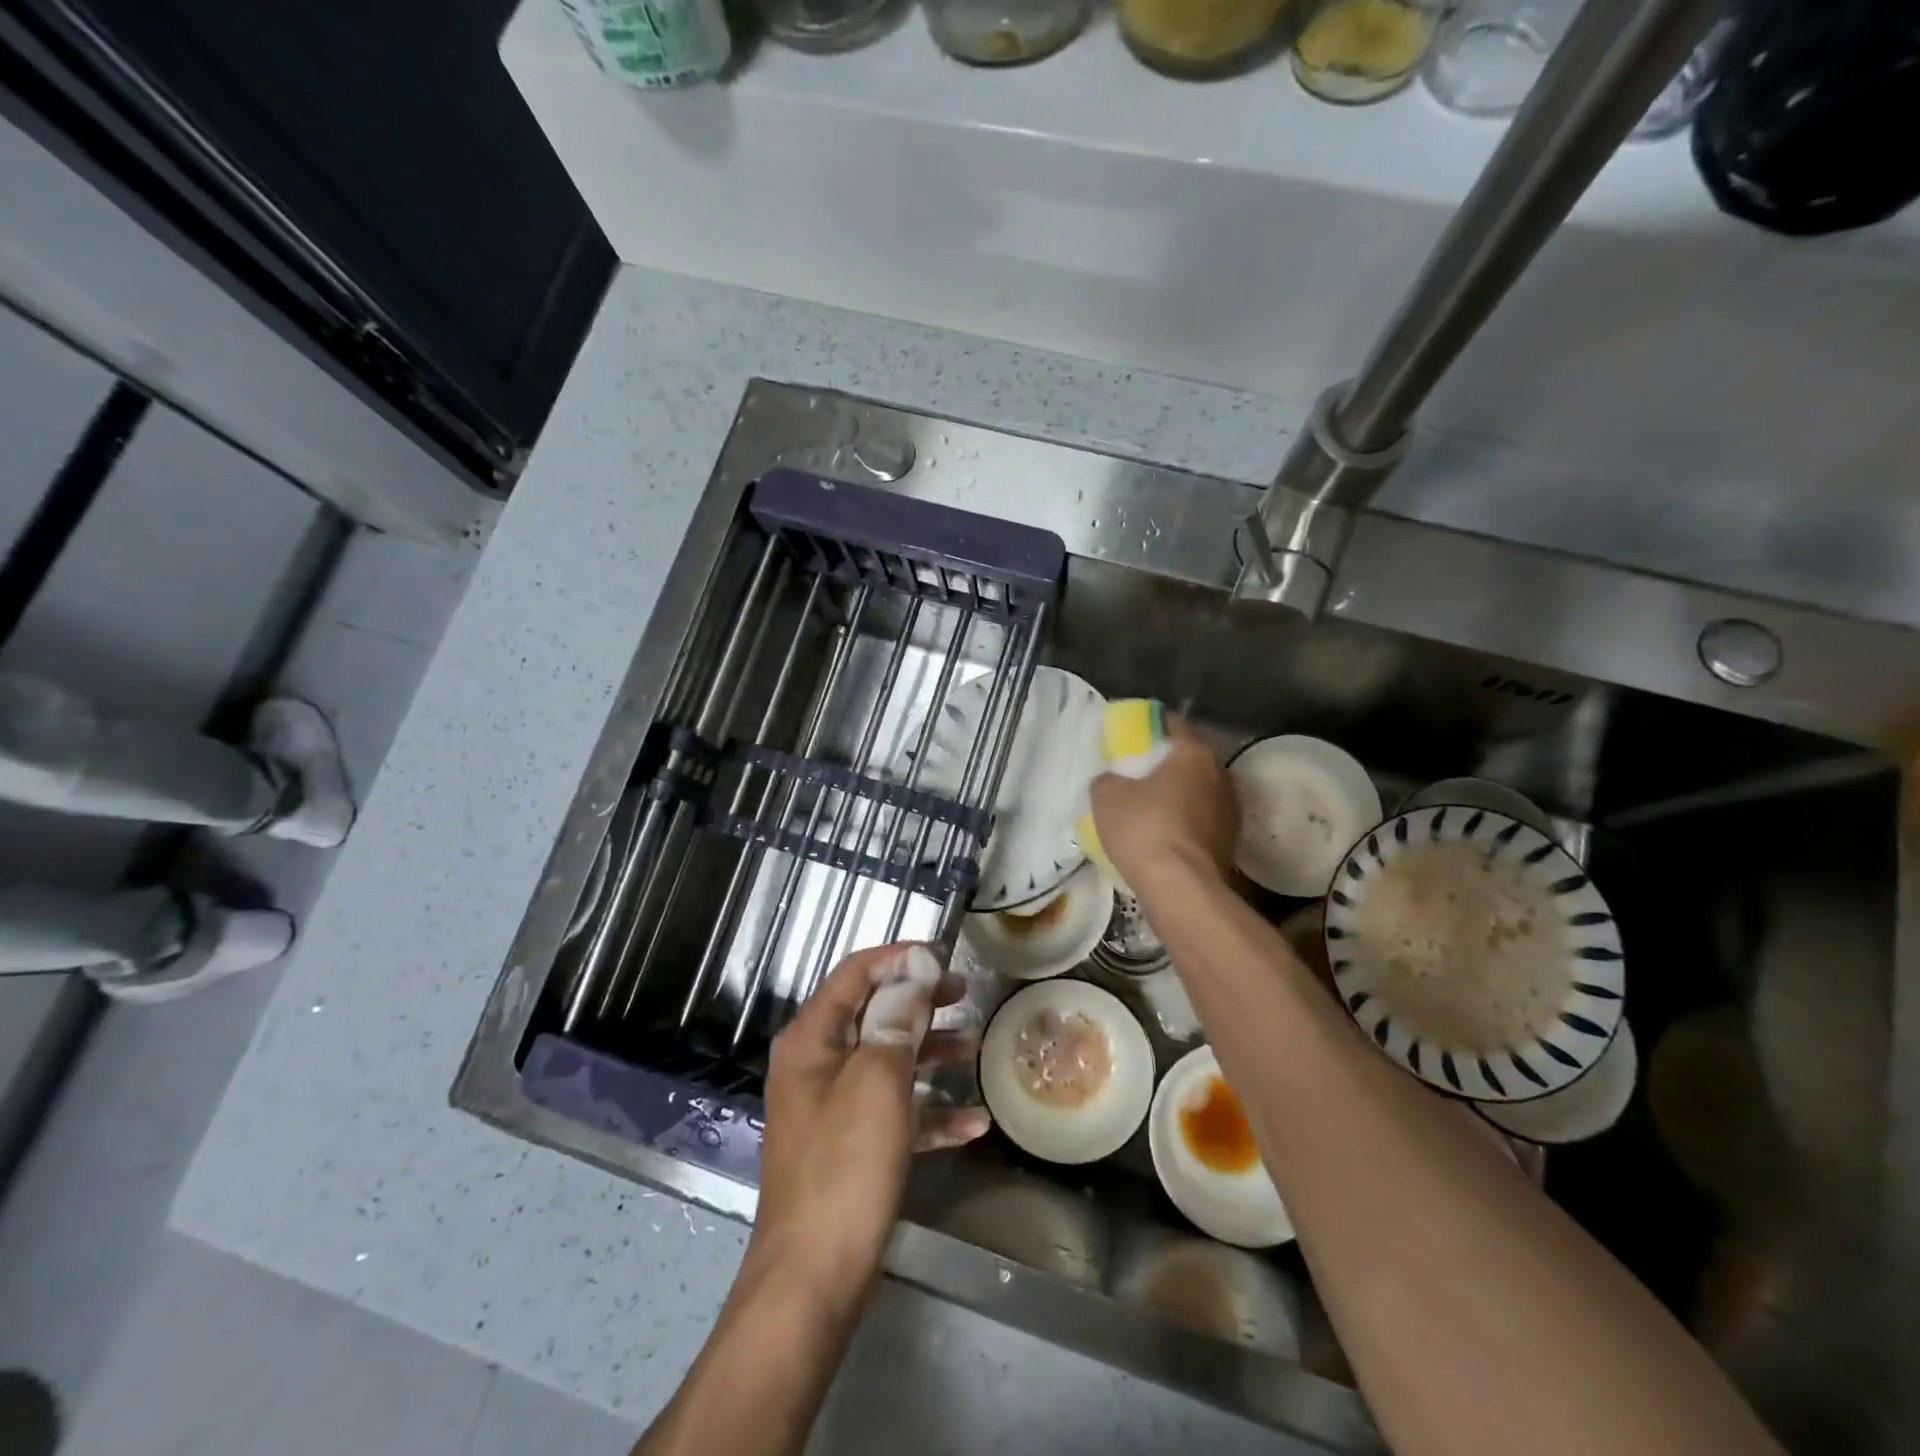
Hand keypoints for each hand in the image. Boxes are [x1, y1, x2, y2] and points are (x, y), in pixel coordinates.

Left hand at [749, 943, 989, 1312]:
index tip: (944, 955)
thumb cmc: (845, 1167)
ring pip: (888, 1061)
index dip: (899, 958)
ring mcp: (832, 1108)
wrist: (813, 1279)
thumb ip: (897, 1018)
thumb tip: (916, 965)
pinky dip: (929, 1112)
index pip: (855, 974)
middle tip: (965, 993)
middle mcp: (817, 1065)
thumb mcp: (877, 1081)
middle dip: (920, 1002)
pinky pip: (894, 1112)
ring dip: (930, 1053)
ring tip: (975, 1048)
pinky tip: (973, 1123)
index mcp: (812, 1039)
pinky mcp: (850, 1148)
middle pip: (873, 1014)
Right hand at [1089, 716, 1236, 890]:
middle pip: (1191, 758)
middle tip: (1139, 771)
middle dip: (1168, 762)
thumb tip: (1114, 780)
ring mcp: (1231, 809)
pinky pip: (1203, 819)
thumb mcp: (1106, 796)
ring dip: (1180, 794)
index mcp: (1195, 753)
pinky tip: (1165, 834)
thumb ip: (1109, 778)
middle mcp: (1222, 773)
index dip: (1151, 726)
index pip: (1174, 724)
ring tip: (1152, 806)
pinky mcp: (1231, 841)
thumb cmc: (1144, 829)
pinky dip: (1187, 821)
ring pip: (1200, 790)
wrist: (1181, 888)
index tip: (1133, 734)